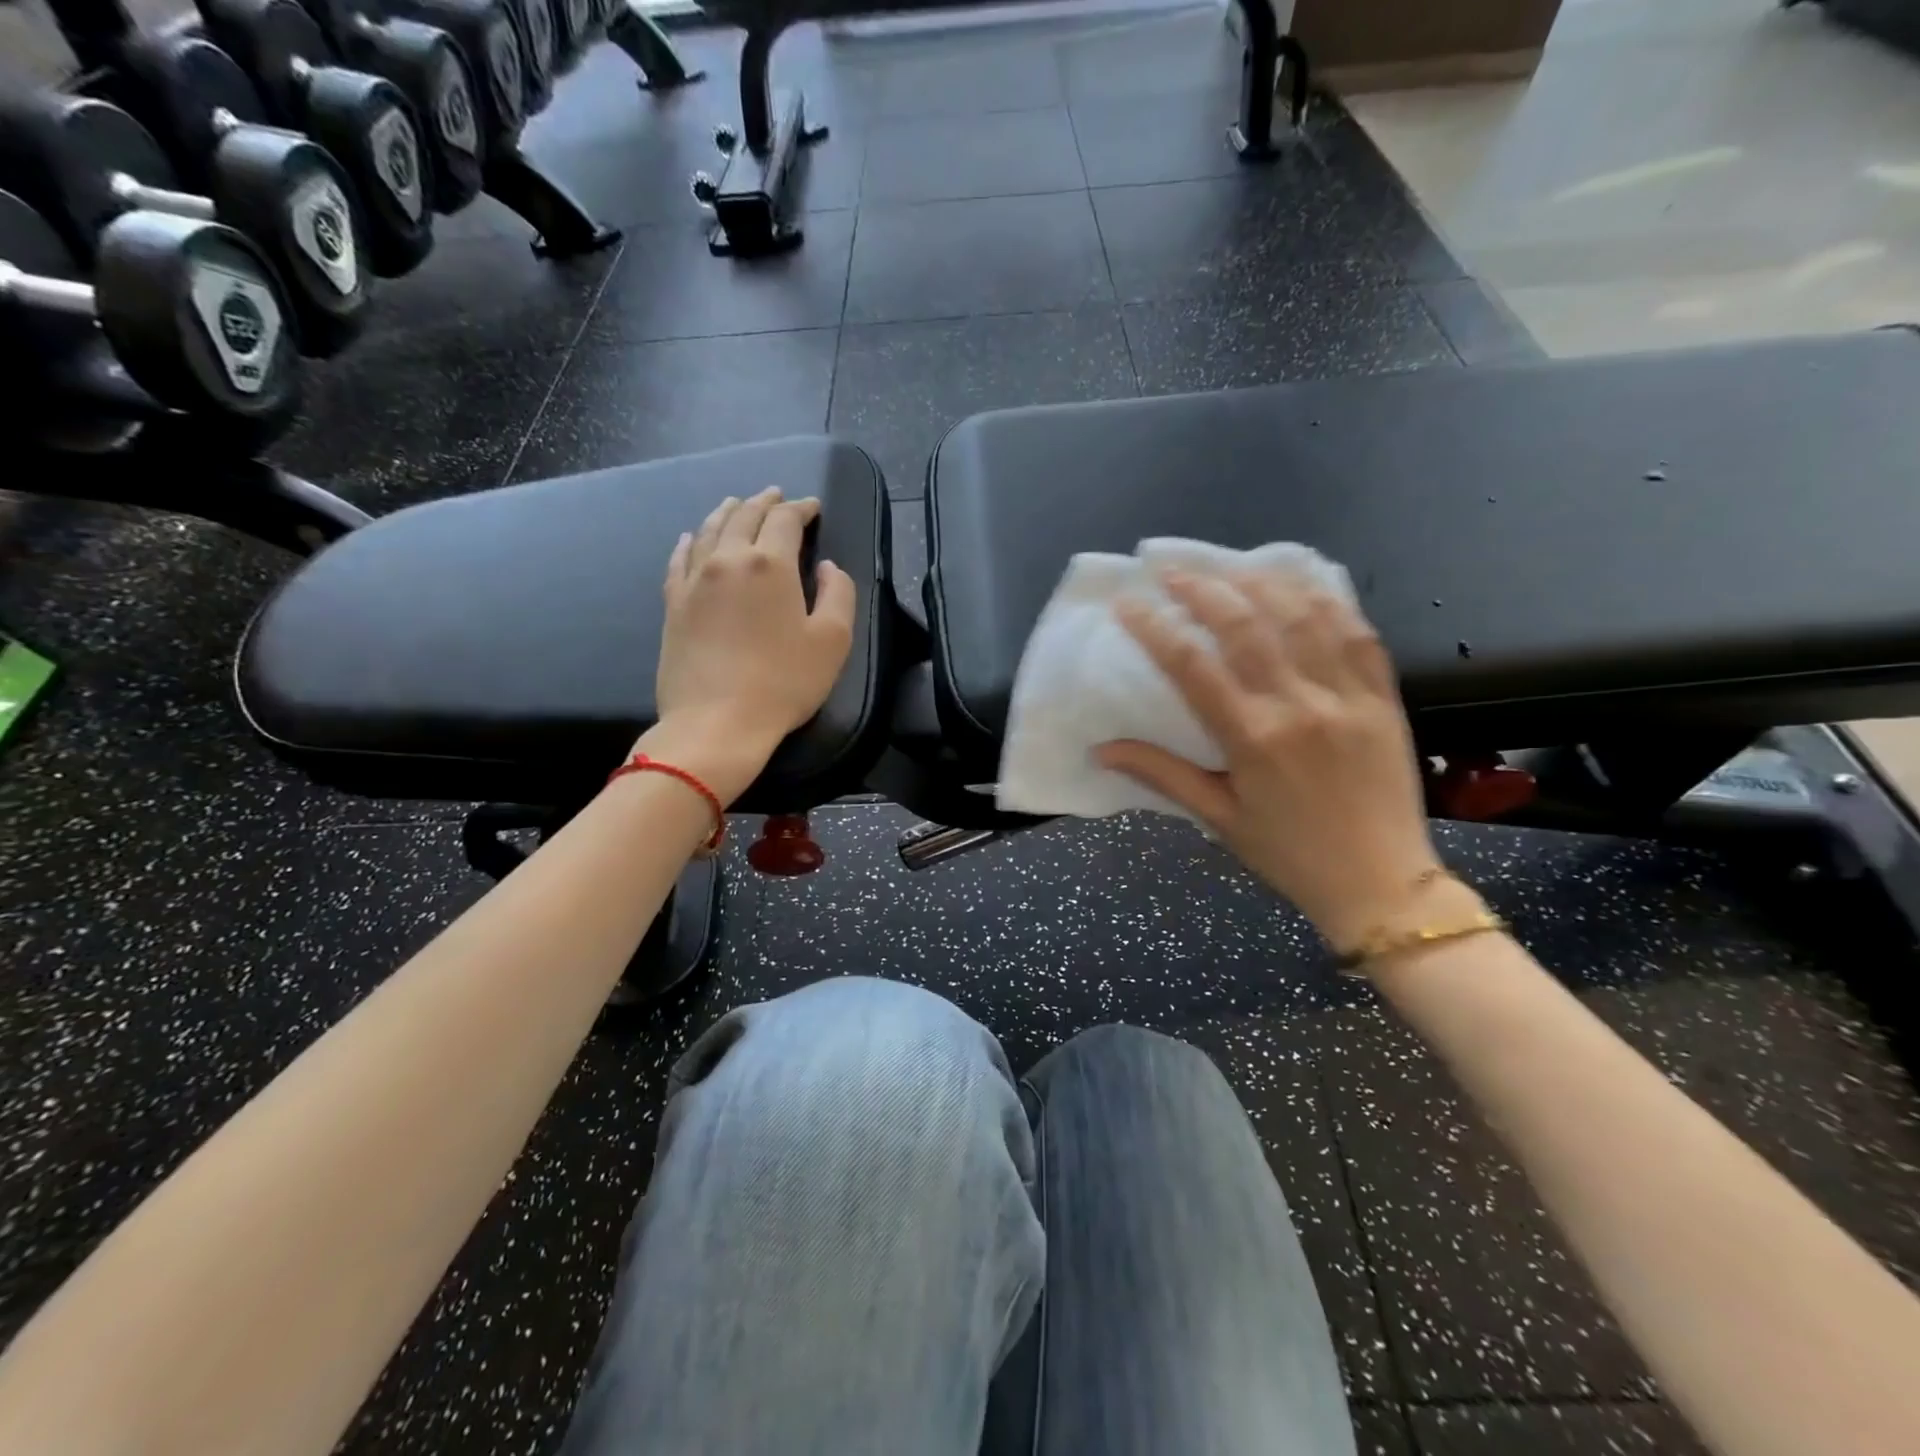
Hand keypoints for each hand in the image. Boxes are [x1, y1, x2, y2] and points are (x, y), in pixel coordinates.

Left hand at [649, 488, 855, 800]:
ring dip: (727, 512)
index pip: (785, 520)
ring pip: (708, 530)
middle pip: (744, 516)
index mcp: (770, 564)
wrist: (717, 722)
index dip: (801, 508)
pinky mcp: (673, 604)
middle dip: (764, 502)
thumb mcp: (833, 640)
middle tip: (777, 496)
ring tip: (737, 504)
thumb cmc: (784, 683)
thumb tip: (828, 567)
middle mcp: (728, 560)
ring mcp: (694, 580)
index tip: (813, 507)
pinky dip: (689, 541)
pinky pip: (679, 559)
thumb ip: (839, 593)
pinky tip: (691, 538)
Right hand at [1097, 570, 1442, 949]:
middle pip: (1245, 625)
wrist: (1382, 884)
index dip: (1155, 627)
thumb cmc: (1289, 855)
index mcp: (1252, 739)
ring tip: (1228, 565)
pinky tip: (1300, 583)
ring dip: (1260, 581)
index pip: (1192, 665)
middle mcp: (1299, 705)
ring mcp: (1347, 695)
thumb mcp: (1217, 819)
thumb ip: (1162, 775)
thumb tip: (1100, 750)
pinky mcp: (1383, 697)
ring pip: (1302, 615)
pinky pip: (1357, 632)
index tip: (1128, 603)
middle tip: (1171, 569)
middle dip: (1202, 588)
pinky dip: (1326, 600)